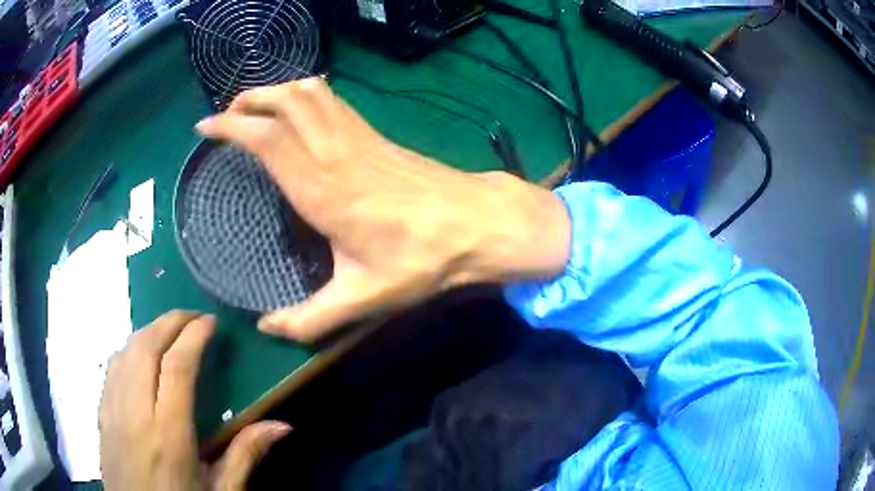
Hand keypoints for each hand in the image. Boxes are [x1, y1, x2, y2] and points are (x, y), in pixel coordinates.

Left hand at [99, 311, 290, 489]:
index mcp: (169, 435)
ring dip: (149, 331)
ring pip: (125, 351)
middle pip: (146, 347)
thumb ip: (245, 456)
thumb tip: (282, 425)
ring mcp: (112, 410)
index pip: (177, 367)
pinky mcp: (101, 413)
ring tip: (170, 330)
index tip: (210, 321)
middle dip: (170, 321)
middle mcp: (135, 413)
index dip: (194, 336)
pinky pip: (112, 367)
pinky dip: (129, 349)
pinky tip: (141, 356)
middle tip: (193, 317)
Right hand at [196, 78, 570, 341]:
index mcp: (321, 190)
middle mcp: (334, 152)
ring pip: (311, 93)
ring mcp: (358, 137)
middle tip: (226, 114)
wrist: (475, 224)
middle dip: (249, 99)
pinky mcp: (375, 135)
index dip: (231, 125)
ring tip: (255, 106)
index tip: (205, 126)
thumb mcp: (361, 299)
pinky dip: (307, 94)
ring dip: (277, 90)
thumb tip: (266, 328)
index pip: (266, 138)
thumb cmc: (420, 260)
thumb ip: (309, 319)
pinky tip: (300, 107)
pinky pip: (334, 101)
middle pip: (285, 102)